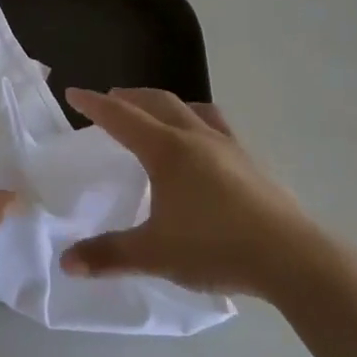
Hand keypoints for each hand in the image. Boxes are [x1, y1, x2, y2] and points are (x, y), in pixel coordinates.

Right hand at [61, 88, 307, 295]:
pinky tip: (203, 140)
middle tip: (110, 99)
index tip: (75, 93)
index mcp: (166, 150)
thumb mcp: (154, 254)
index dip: (95, 105)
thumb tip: (66, 262)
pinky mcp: (251, 160)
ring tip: (155, 112)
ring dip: (164, 104)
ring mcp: (227, 145)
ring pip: (189, 108)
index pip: (122, 117)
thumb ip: (109, 255)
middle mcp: (194, 136)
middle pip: (156, 102)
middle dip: (129, 97)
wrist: (290, 257)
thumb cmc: (215, 248)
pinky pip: (217, 125)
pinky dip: (197, 119)